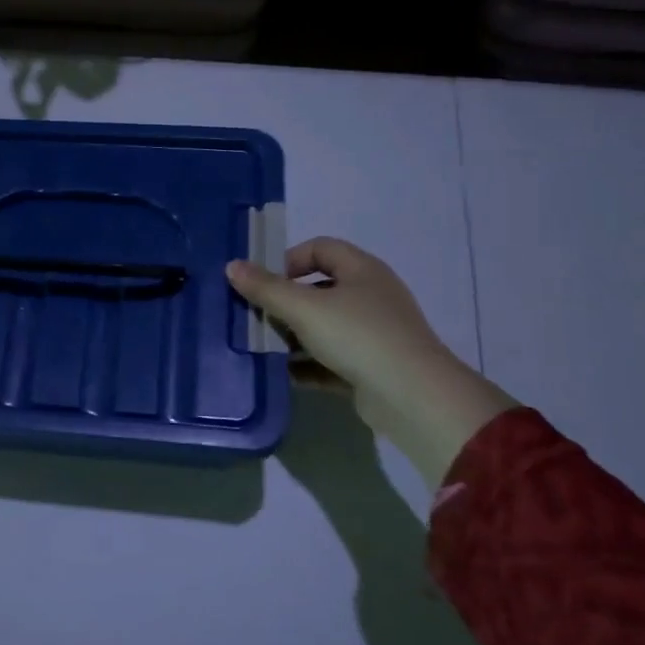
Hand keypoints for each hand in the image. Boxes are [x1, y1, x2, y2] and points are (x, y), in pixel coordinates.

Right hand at [226, 237, 516, 488]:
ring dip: (294, 336)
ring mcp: (374, 334)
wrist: (412, 396)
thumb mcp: (304, 308)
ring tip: (264, 347)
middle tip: (257, 316)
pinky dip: (309, 365)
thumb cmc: (357, 336)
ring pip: (325, 327)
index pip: (320, 248)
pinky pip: (333, 360)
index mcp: (362, 270)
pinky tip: (284, 374)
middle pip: (320, 289)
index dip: (288, 259)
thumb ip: (266, 288)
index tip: (263, 282)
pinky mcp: (372, 368)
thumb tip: (232, 266)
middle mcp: (371, 296)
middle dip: (286, 302)